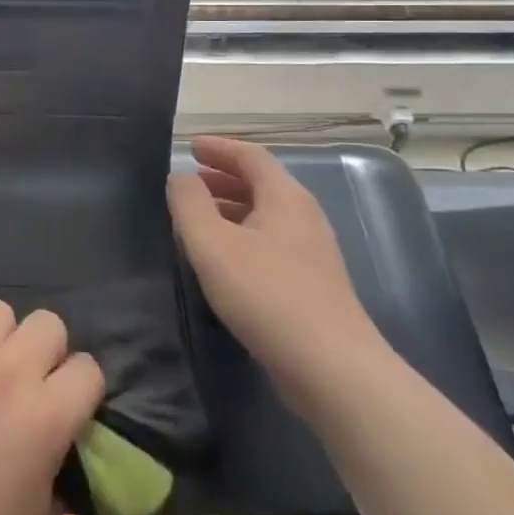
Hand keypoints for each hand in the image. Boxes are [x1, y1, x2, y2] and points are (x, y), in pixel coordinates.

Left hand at [0, 302, 103, 514]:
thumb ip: (61, 466)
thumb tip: (63, 442)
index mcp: (47, 417)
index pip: (88, 368)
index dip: (81, 390)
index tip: (68, 409)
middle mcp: (9, 373)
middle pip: (47, 324)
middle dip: (46, 353)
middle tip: (27, 386)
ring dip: (0, 338)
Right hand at [167, 136, 389, 416]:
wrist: (332, 368)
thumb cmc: (267, 295)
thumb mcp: (212, 244)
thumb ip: (189, 204)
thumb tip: (181, 177)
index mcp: (285, 197)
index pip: (252, 156)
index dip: (220, 147)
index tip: (191, 146)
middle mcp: (303, 217)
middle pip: (262, 183)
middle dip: (224, 177)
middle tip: (191, 180)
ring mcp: (312, 252)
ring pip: (266, 215)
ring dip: (231, 207)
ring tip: (198, 217)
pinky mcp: (311, 284)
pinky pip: (270, 242)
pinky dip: (242, 234)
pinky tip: (223, 259)